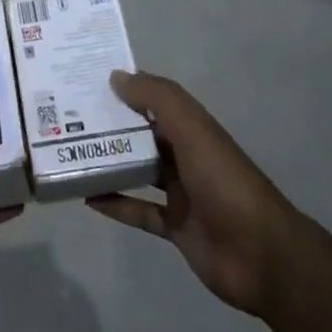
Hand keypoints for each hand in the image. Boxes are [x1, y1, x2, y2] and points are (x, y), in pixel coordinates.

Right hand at [89, 72, 316, 317]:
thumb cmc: (225, 181)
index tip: (88, 81)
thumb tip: (117, 76)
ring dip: (110, 163)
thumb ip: (157, 98)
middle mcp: (187, 155)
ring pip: (139, 172)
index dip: (126, 89)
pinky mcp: (176, 227)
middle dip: (112, 126)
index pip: (155, 100)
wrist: (262, 255)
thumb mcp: (192, 129)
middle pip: (144, 135)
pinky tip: (88, 199)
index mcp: (194, 128)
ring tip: (72, 154)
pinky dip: (116, 204)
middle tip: (69, 118)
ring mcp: (182, 193)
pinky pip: (140, 211)